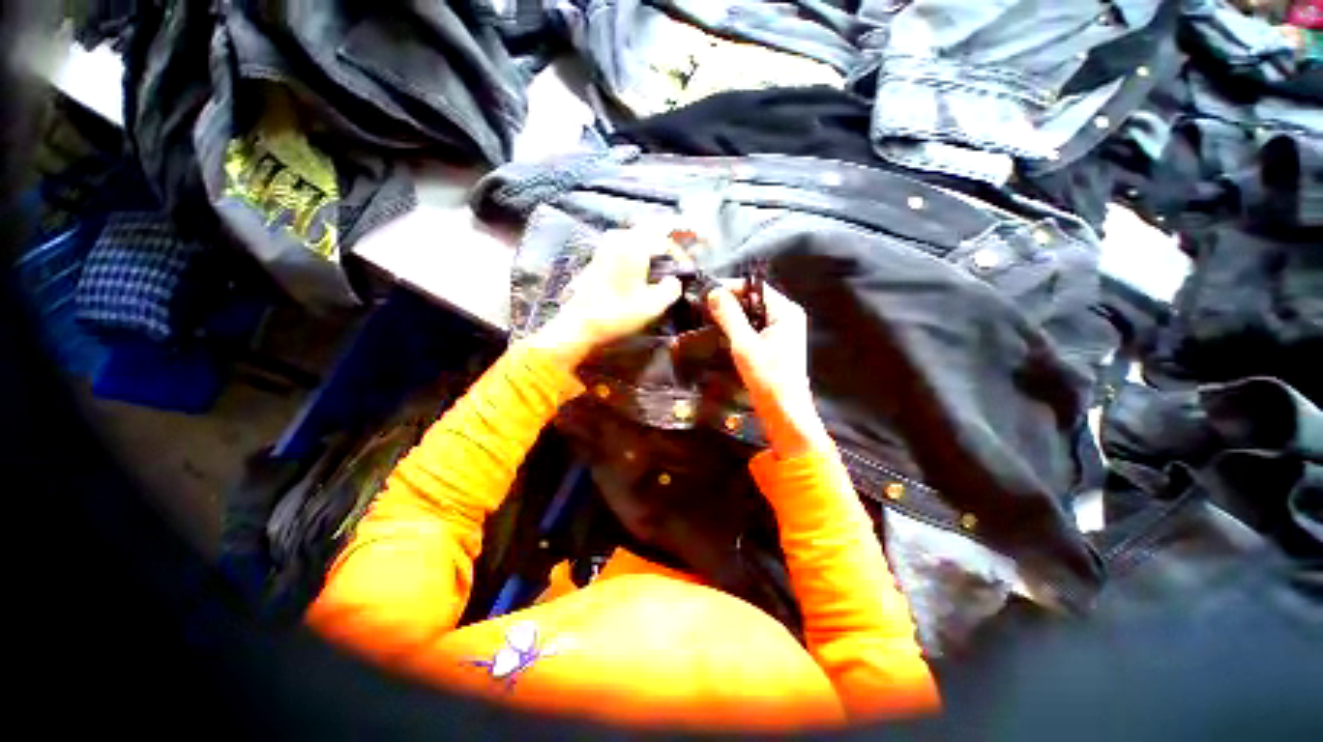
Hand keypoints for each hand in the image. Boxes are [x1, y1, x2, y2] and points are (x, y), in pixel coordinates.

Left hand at [526, 227, 682, 366]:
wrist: (579, 324)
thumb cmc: (617, 315)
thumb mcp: (652, 306)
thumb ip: (671, 289)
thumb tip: (673, 281)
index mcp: (633, 247)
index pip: (665, 238)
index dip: (680, 253)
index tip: (688, 268)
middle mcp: (618, 239)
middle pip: (650, 229)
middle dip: (667, 241)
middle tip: (678, 258)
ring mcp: (605, 246)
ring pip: (636, 235)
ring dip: (652, 245)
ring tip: (663, 264)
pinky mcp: (599, 257)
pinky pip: (625, 244)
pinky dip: (639, 251)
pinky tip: (643, 269)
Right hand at [708, 282, 833, 458]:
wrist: (785, 413)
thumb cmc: (768, 379)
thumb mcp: (744, 345)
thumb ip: (729, 316)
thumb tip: (714, 292)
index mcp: (785, 311)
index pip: (754, 287)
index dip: (729, 287)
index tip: (705, 293)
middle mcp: (786, 317)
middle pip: (752, 299)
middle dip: (728, 302)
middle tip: (702, 307)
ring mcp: (781, 332)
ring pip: (750, 315)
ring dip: (730, 316)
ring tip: (706, 319)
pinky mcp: (773, 346)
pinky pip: (752, 328)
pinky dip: (736, 329)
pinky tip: (720, 335)